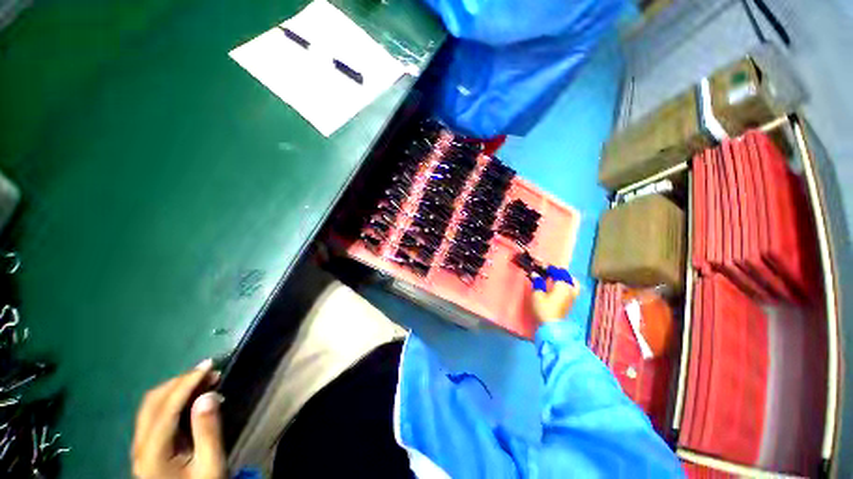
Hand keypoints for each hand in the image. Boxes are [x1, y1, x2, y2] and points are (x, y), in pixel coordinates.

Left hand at [132, 359, 225, 478]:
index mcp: (152, 453)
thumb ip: (207, 431)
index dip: (187, 383)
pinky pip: (155, 413)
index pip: (166, 408)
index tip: (209, 366)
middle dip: (181, 381)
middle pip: (153, 402)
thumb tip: (208, 395)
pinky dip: (173, 398)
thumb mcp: (210, 464)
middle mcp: (139, 446)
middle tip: (209, 372)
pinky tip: (192, 397)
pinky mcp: (146, 446)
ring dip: (177, 388)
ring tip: (204, 380)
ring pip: (151, 405)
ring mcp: (140, 446)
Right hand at [531, 266, 579, 323]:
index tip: (541, 266)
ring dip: (565, 279)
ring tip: (556, 279)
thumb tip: (535, 274)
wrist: (552, 326)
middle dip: (559, 272)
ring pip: (573, 283)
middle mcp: (570, 289)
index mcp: (563, 285)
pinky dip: (567, 285)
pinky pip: (572, 289)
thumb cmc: (544, 308)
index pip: (558, 271)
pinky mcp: (571, 303)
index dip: (549, 268)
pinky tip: (559, 288)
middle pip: (568, 276)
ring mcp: (572, 296)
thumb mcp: (537, 294)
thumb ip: (537, 282)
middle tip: (549, 272)